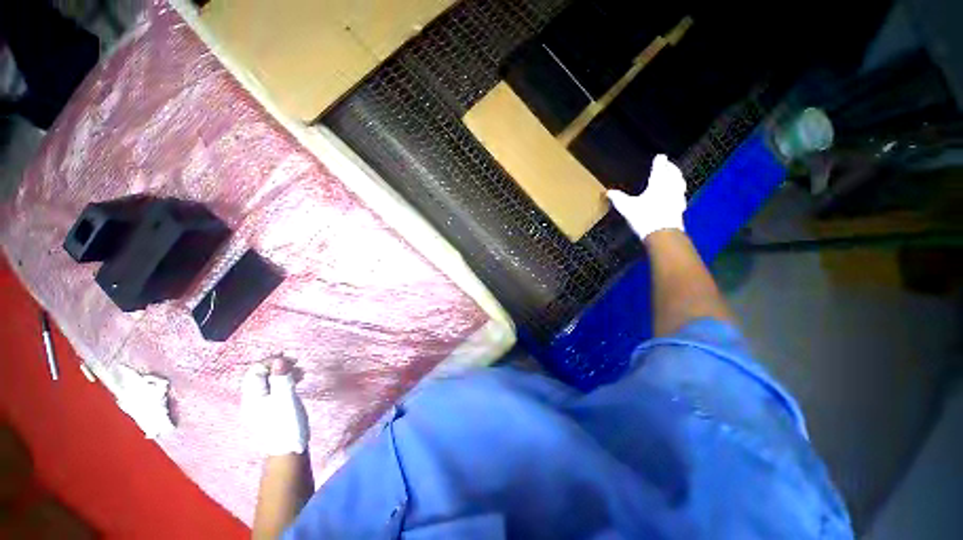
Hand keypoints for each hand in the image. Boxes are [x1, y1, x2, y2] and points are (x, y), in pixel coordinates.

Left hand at [242, 358, 308, 455]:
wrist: (289, 452)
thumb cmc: (286, 424)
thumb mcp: (286, 399)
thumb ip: (282, 379)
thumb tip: (279, 360)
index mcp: (252, 397)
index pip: (256, 371)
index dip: (272, 361)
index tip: (291, 359)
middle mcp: (253, 400)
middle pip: (261, 376)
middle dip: (278, 366)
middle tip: (297, 363)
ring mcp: (261, 406)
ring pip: (269, 382)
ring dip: (283, 373)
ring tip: (301, 372)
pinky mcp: (271, 410)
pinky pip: (275, 390)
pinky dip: (285, 382)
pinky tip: (297, 383)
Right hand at [607, 154, 686, 240]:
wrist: (662, 233)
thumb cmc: (644, 217)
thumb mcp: (627, 207)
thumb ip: (618, 198)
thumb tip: (607, 192)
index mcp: (658, 183)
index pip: (660, 168)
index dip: (660, 161)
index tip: (660, 157)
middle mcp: (670, 187)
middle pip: (673, 173)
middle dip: (670, 167)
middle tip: (668, 164)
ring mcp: (677, 197)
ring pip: (679, 182)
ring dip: (677, 177)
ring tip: (674, 175)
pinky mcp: (680, 207)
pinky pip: (681, 194)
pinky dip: (679, 190)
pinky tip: (677, 194)